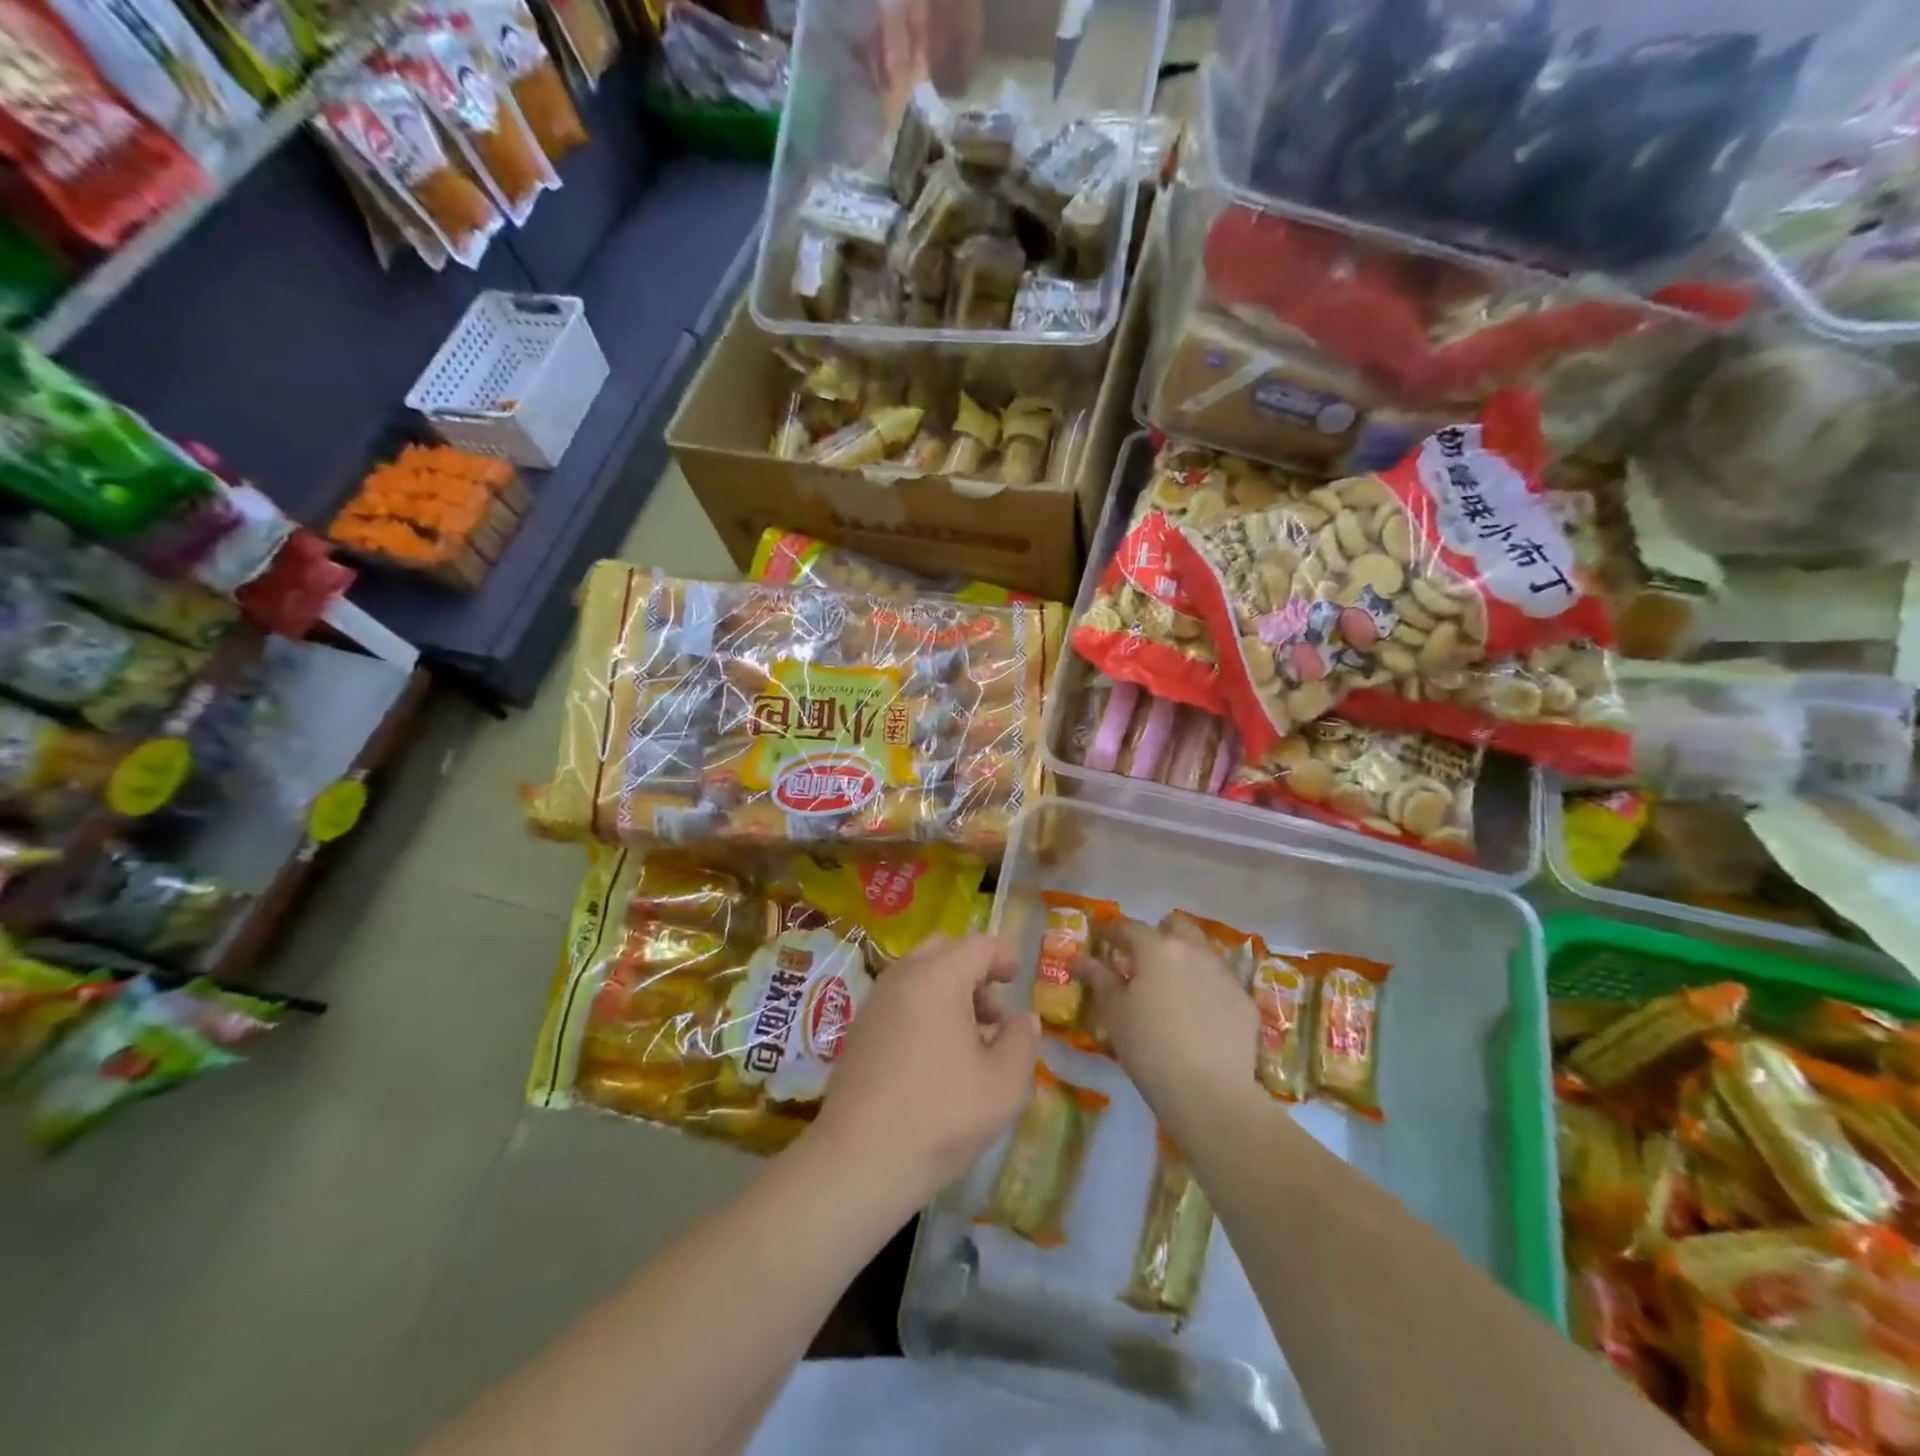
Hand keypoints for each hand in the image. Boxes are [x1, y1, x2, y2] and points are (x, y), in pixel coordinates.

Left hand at [811, 934, 1037, 1201]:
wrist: (860, 1160)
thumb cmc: (941, 1115)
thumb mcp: (1003, 1083)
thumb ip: (1022, 1041)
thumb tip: (1023, 1018)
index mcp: (938, 977)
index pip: (978, 945)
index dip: (1004, 955)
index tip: (1018, 977)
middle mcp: (902, 977)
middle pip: (943, 950)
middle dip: (973, 969)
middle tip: (993, 1010)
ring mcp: (875, 1002)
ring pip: (918, 974)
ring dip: (948, 990)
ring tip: (969, 1039)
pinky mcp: (859, 1030)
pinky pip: (899, 999)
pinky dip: (923, 1008)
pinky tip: (935, 1056)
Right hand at [1074, 916, 1259, 1127]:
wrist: (1210, 1092)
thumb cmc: (1149, 1047)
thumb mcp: (1114, 1012)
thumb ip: (1097, 978)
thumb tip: (1076, 958)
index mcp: (1157, 949)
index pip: (1130, 927)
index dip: (1113, 931)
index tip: (1104, 940)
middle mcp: (1193, 951)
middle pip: (1176, 926)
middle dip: (1159, 934)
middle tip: (1144, 960)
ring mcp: (1223, 974)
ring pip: (1202, 952)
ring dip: (1185, 958)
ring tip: (1173, 986)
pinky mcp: (1244, 1001)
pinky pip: (1220, 983)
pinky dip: (1206, 988)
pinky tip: (1200, 1015)